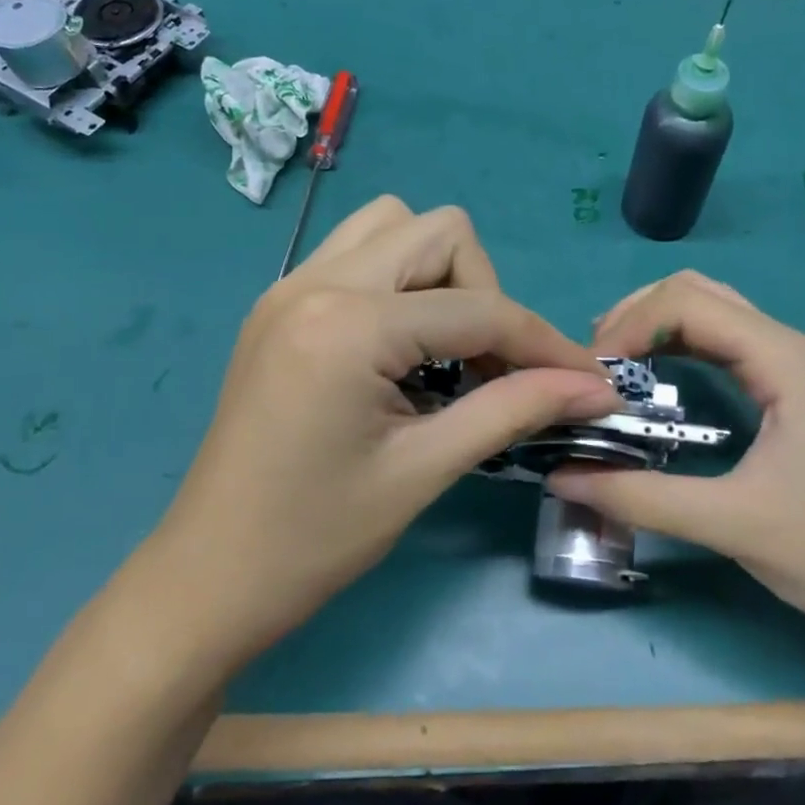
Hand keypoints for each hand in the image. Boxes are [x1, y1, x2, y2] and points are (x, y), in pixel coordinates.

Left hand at [157, 197, 614, 665]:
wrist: (208, 577)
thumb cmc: (315, 538)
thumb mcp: (424, 470)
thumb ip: (515, 410)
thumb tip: (596, 387)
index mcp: (348, 325)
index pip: (478, 308)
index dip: (544, 343)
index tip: (588, 380)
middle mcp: (316, 281)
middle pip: (441, 232)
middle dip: (485, 293)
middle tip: (490, 368)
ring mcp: (290, 284)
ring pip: (395, 226)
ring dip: (440, 275)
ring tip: (445, 349)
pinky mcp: (280, 302)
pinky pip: (359, 252)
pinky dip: (399, 281)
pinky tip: (401, 347)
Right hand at [547, 271, 804, 648]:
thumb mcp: (733, 525)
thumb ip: (641, 498)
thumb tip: (561, 476)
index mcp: (786, 360)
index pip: (688, 304)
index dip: (629, 327)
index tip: (589, 376)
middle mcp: (790, 347)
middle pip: (697, 293)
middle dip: (636, 316)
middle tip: (594, 365)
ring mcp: (796, 367)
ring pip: (712, 314)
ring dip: (656, 328)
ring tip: (612, 368)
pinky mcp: (794, 391)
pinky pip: (725, 345)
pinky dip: (680, 349)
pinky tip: (655, 381)